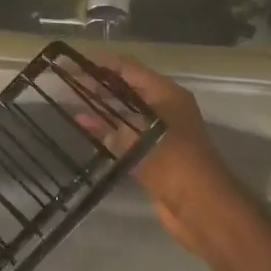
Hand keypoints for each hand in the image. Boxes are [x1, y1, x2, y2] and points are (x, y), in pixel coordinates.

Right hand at [78, 57, 256, 260]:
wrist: (200, 206)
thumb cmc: (173, 162)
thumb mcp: (139, 136)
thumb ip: (112, 123)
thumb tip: (88, 116)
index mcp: (167, 94)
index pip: (130, 69)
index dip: (103, 64)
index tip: (76, 63)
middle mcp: (164, 107)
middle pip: (128, 88)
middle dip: (100, 85)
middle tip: (70, 84)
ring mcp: (160, 131)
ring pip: (126, 112)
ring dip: (103, 108)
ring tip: (73, 104)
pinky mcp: (154, 153)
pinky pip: (127, 134)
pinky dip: (109, 130)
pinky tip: (86, 129)